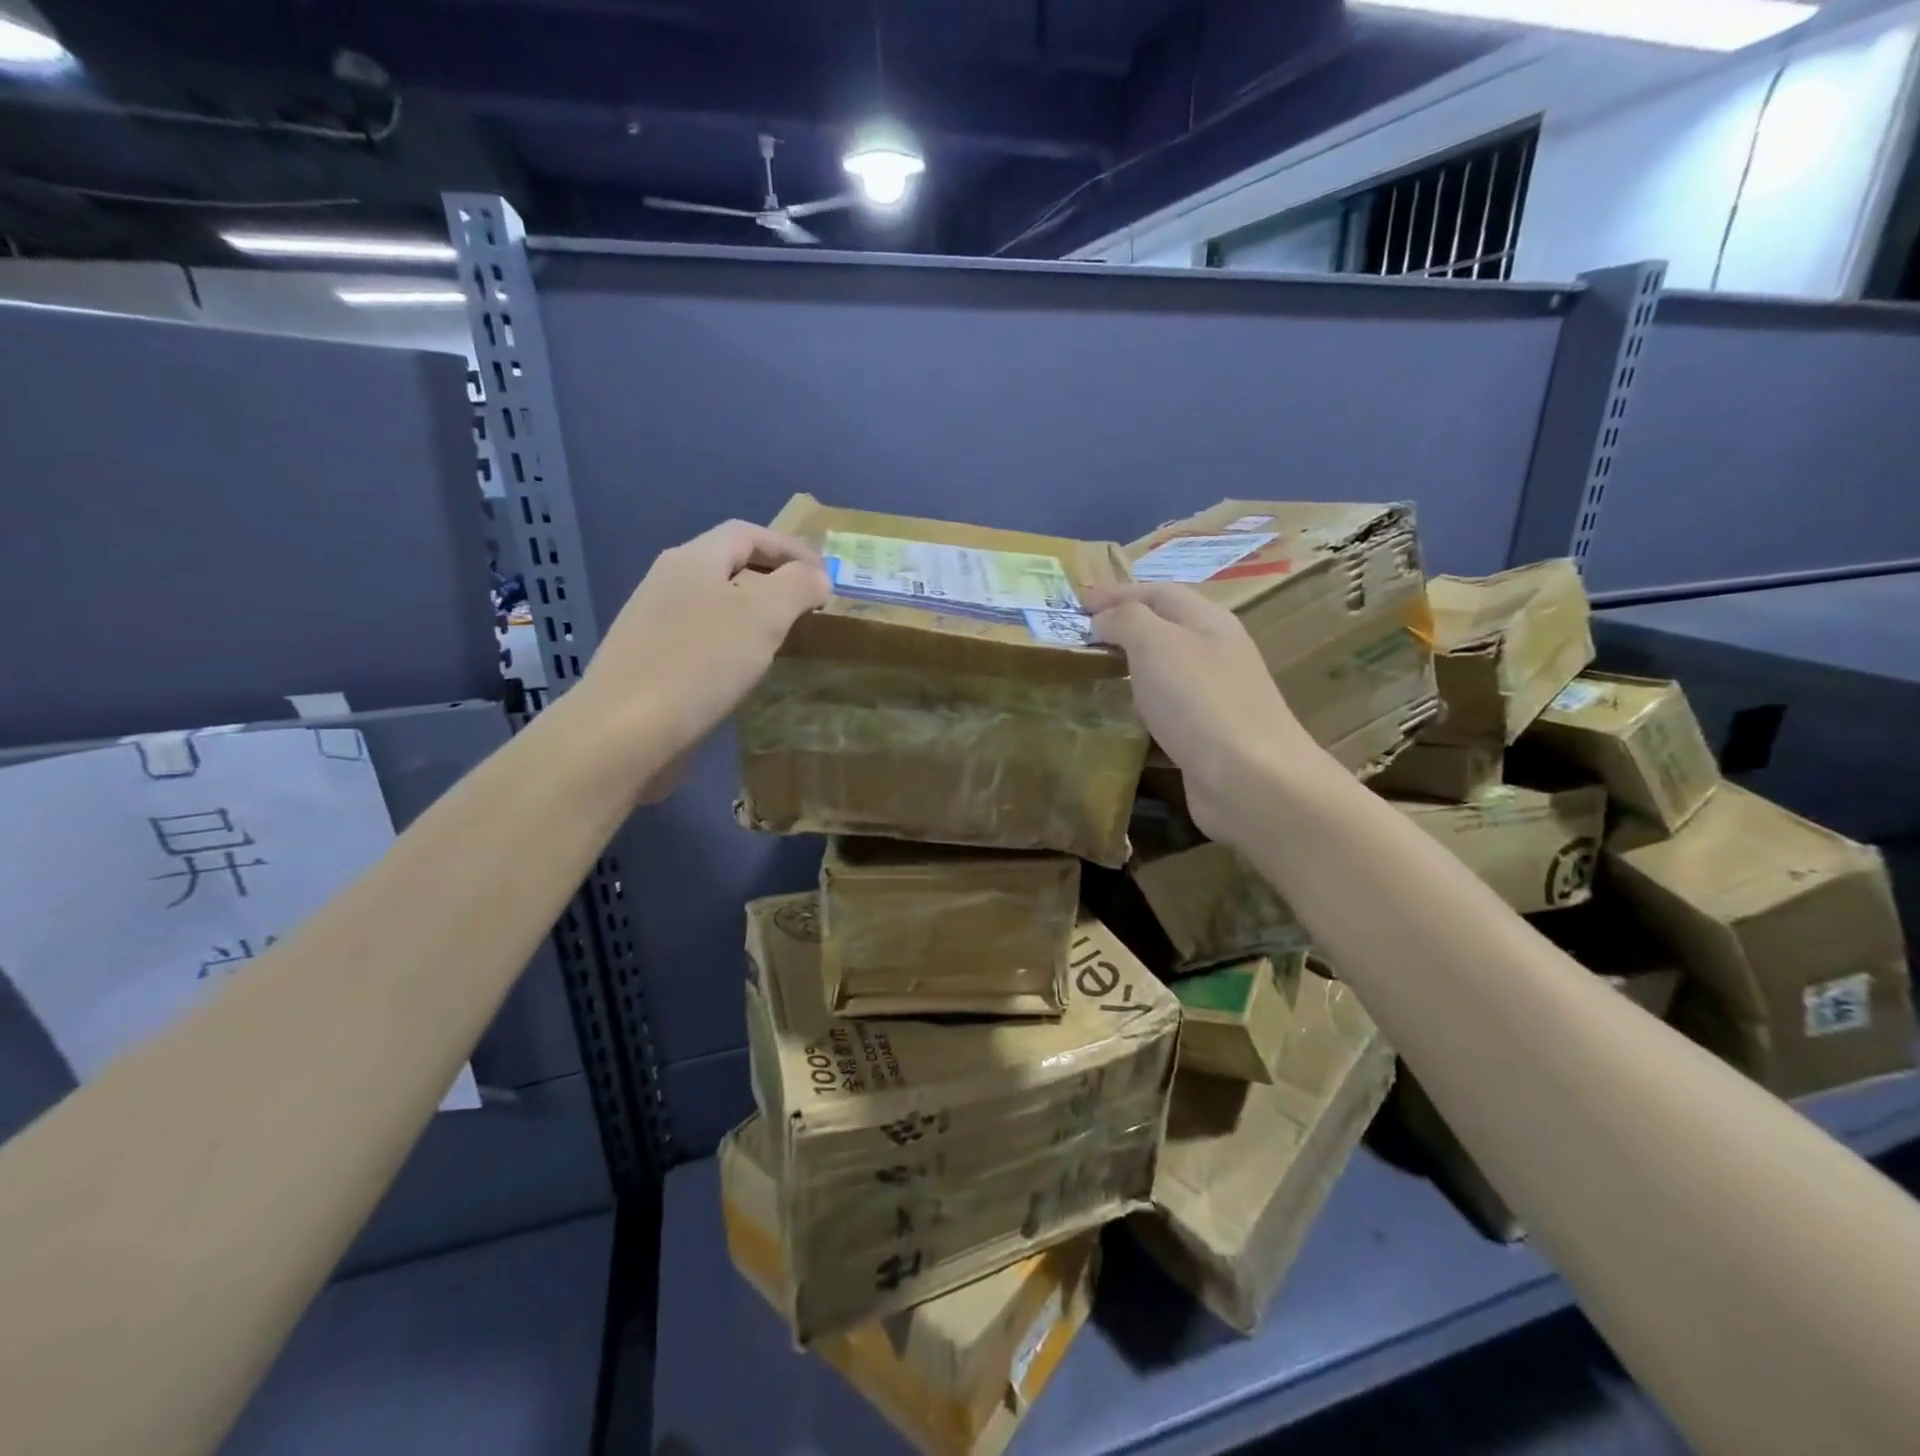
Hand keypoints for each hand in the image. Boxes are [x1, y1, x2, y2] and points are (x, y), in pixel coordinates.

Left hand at [573, 520, 830, 803]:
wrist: (626, 732)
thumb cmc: (701, 662)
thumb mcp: (763, 615)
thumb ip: (797, 586)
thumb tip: (816, 576)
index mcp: (693, 559)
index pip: (747, 533)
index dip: (790, 548)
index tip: (825, 575)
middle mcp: (667, 582)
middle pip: (728, 564)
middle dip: (773, 578)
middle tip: (808, 604)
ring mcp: (653, 623)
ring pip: (714, 603)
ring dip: (752, 612)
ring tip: (783, 636)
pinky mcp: (649, 662)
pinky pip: (701, 637)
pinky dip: (732, 642)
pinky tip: (744, 670)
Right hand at [1085, 582, 1326, 842]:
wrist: (1248, 779)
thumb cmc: (1198, 700)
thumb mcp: (1156, 643)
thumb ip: (1126, 620)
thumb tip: (1104, 620)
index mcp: (1208, 621)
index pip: (1158, 592)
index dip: (1116, 592)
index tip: (1076, 602)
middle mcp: (1215, 653)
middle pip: (1164, 628)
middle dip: (1123, 626)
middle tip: (1080, 636)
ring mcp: (1213, 697)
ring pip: (1164, 670)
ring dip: (1130, 666)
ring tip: (1091, 671)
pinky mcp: (1205, 736)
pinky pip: (1165, 709)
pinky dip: (1138, 706)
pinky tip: (1117, 717)